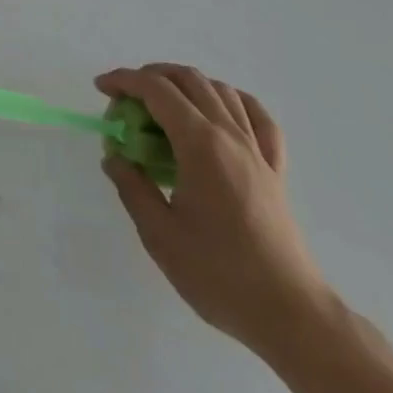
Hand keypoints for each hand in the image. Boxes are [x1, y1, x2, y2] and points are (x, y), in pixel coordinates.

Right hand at [97, 64, 330, 355]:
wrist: (291, 315)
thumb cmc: (220, 275)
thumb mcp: (160, 234)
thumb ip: (132, 187)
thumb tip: (114, 157)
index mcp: (200, 144)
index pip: (156, 90)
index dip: (124, 80)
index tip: (101, 88)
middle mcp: (230, 135)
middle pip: (189, 80)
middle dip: (151, 77)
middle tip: (126, 101)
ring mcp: (257, 150)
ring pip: (221, 91)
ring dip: (186, 85)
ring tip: (164, 105)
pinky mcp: (275, 170)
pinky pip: (257, 117)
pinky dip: (232, 101)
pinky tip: (220, 111)